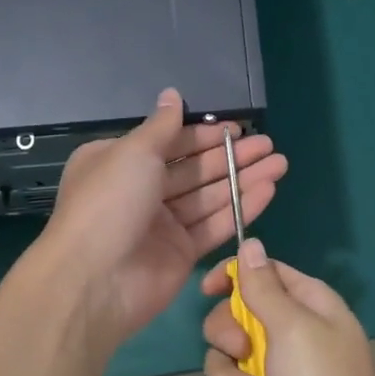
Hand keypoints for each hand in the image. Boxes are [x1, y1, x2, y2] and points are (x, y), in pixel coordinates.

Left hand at [41, 88, 286, 347]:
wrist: (95, 281)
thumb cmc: (109, 203)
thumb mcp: (132, 153)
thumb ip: (161, 126)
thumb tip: (171, 94)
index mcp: (119, 163)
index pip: (170, 143)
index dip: (205, 135)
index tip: (239, 129)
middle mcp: (140, 191)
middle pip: (194, 169)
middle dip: (231, 157)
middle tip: (270, 146)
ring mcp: (162, 225)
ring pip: (209, 197)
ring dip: (243, 180)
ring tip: (280, 164)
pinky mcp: (181, 253)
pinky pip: (215, 225)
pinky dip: (241, 208)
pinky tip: (268, 191)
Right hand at [198, 241, 374, 375]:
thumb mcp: (295, 328)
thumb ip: (264, 288)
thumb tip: (251, 244)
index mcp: (305, 307)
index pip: (262, 274)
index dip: (233, 276)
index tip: (209, 289)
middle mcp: (285, 337)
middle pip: (229, 318)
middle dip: (227, 339)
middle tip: (244, 354)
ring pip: (218, 363)